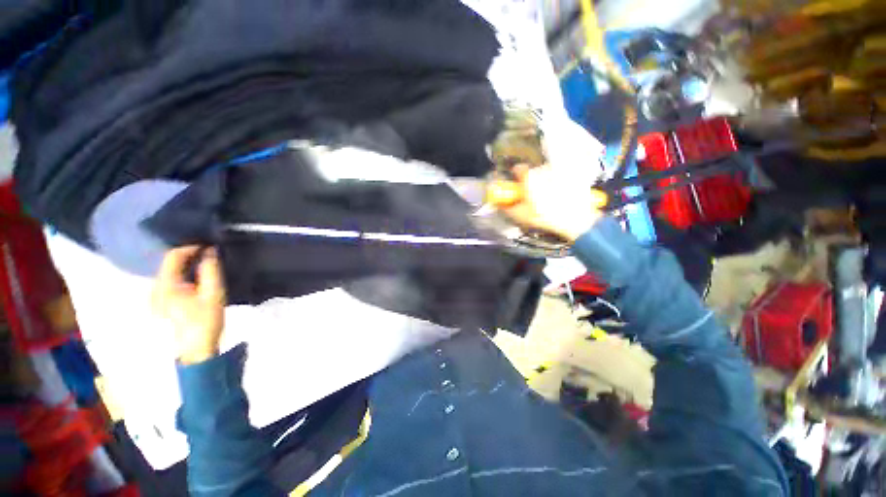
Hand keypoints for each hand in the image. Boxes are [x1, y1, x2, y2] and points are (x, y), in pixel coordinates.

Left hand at [152, 246, 225, 364]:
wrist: (195, 350)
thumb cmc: (205, 321)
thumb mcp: (213, 294)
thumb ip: (211, 270)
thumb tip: (210, 251)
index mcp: (165, 285)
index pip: (173, 256)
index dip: (191, 247)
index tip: (210, 246)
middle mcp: (154, 288)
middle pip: (169, 264)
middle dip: (190, 257)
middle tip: (210, 256)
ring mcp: (155, 298)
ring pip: (169, 273)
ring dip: (187, 267)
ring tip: (206, 267)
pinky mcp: (160, 305)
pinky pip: (170, 283)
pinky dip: (183, 276)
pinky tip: (196, 282)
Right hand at [491, 164, 607, 242]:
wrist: (576, 219)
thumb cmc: (544, 216)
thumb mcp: (520, 216)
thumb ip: (506, 209)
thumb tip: (498, 204)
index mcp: (530, 177)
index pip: (518, 168)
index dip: (515, 177)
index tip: (517, 187)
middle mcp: (544, 169)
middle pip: (533, 172)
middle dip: (531, 182)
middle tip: (532, 197)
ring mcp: (560, 172)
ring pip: (547, 174)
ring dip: (545, 182)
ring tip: (548, 198)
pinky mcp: (574, 176)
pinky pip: (561, 177)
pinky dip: (558, 184)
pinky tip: (560, 197)